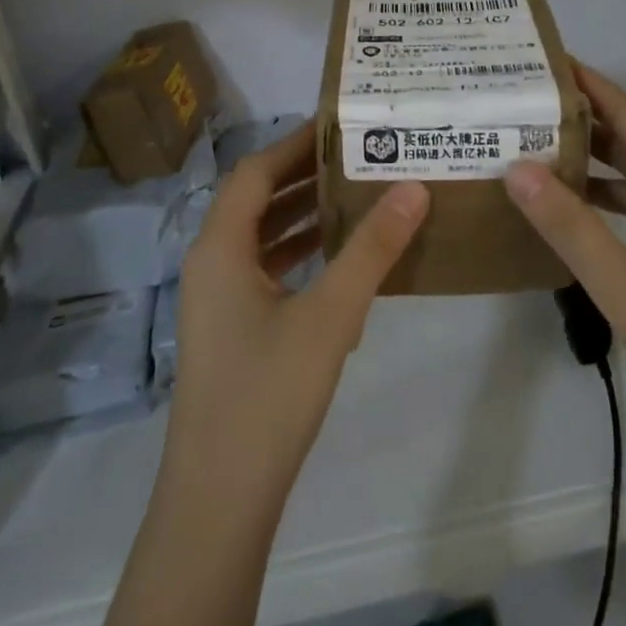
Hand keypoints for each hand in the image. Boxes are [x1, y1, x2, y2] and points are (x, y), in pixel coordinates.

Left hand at [165, 121, 429, 512]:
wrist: (220, 499)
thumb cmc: (268, 395)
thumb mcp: (330, 315)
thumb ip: (372, 249)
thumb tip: (413, 187)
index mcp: (220, 248)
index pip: (255, 172)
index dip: (295, 144)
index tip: (341, 126)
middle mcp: (212, 264)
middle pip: (256, 200)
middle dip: (304, 176)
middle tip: (360, 156)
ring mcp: (219, 301)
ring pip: (261, 237)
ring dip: (303, 215)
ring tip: (358, 195)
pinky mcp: (232, 330)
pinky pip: (266, 271)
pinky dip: (300, 254)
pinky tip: (340, 260)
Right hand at [503, 65, 625, 454]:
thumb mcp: (625, 286)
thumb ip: (570, 227)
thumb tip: (517, 168)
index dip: (590, 86)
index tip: (544, 61)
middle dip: (584, 119)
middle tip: (526, 101)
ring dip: (595, 160)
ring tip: (536, 143)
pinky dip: (609, 198)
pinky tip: (572, 203)